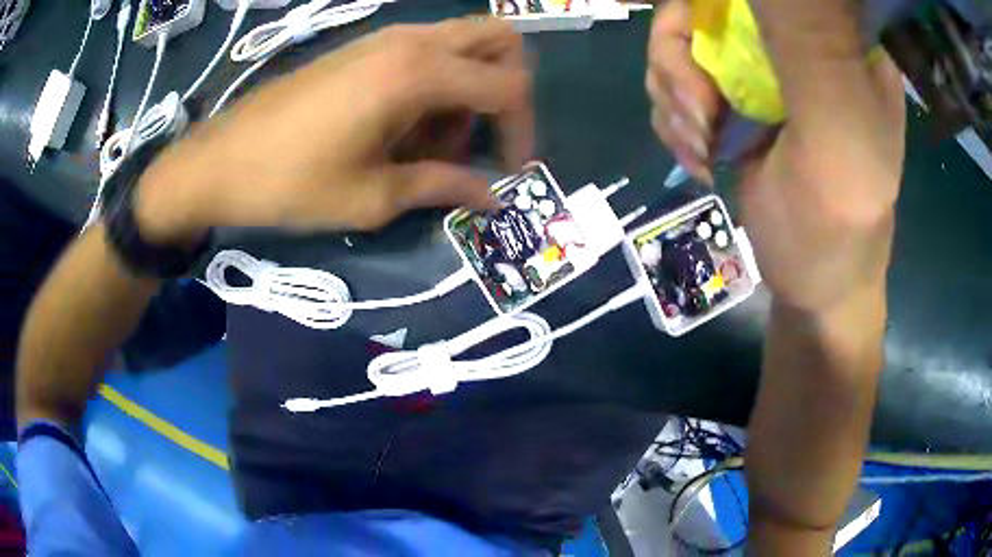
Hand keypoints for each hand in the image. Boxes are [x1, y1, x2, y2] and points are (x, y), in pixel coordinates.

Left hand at [136, 18, 532, 243]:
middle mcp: (411, 41)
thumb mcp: (372, 198)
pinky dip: (439, 81)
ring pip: (463, 43)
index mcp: (417, 74)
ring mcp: (385, 38)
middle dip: (509, 87)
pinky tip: (407, 125)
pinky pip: (427, 51)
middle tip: (486, 137)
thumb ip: (442, 187)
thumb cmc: (290, 184)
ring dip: (470, 88)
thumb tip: (491, 195)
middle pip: (499, 39)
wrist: (220, 161)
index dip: (522, 130)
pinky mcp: (364, 47)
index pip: (507, 86)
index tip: (511, 170)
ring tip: (436, 143)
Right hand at [647, 0, 905, 310]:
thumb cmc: (836, 223)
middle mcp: (797, 41)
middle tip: (701, 117)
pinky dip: (675, 120)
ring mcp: (761, 69)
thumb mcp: (837, 130)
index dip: (714, 6)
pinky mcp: (734, 98)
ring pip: (679, 44)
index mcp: (838, 38)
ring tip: (703, 148)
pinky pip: (674, 82)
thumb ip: (809, 44)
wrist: (812, 284)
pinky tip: (701, 157)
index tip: (706, 60)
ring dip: (674, 97)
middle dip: (680, 61)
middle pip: (704, 9)